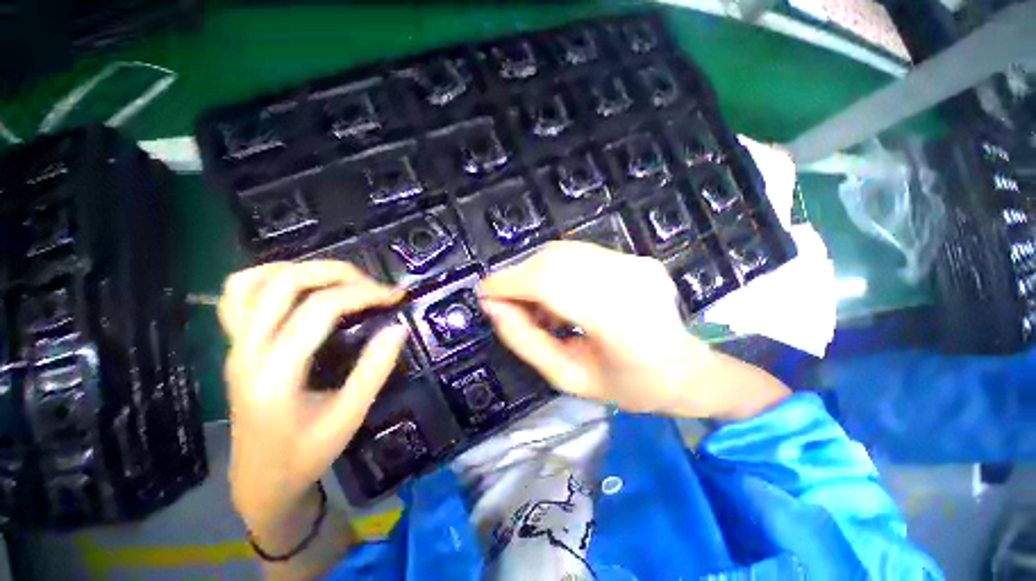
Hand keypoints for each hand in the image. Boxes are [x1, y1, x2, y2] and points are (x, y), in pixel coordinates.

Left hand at [218, 261, 407, 544]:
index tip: (394, 296)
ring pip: (253, 282)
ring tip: (339, 279)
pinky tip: (299, 287)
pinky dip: (268, 278)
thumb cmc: (306, 455)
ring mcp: (234, 346)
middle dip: (336, 273)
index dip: (363, 293)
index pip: (319, 310)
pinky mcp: (235, 346)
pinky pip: (237, 296)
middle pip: (285, 284)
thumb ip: (374, 370)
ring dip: (301, 270)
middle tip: (372, 284)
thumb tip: (398, 328)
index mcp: (275, 374)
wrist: (259, 481)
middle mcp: (247, 351)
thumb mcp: (349, 417)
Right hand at [478, 242, 788, 418]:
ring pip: (563, 252)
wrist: (685, 370)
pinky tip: (558, 296)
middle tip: (506, 304)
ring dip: (535, 273)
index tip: (484, 294)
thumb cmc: (627, 386)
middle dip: (518, 278)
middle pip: (553, 261)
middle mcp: (629, 280)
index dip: (509, 284)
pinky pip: (579, 255)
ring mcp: (635, 263)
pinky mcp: (635, 257)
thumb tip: (493, 307)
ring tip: (534, 306)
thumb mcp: (566, 377)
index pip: (549, 284)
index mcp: (619, 321)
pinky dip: (555, 270)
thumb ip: (524, 341)